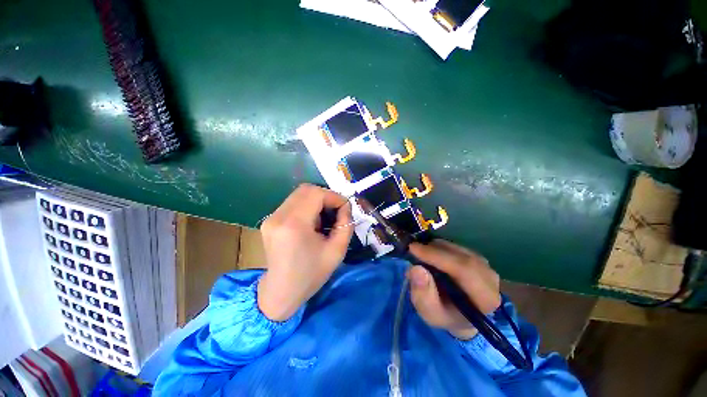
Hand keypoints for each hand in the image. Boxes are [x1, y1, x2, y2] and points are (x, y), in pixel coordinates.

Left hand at [258, 184, 352, 321]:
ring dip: (316, 201)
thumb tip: (346, 206)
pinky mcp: (270, 220)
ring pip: (299, 194)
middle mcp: (278, 216)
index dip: (334, 197)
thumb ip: (345, 224)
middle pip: (306, 189)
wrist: (281, 292)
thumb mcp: (337, 251)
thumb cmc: (311, 274)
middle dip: (326, 196)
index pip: (316, 194)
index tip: (344, 209)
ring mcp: (271, 217)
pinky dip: (307, 206)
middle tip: (336, 211)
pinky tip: (312, 223)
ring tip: (324, 219)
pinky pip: (292, 203)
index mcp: (294, 224)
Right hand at [407, 240, 500, 339]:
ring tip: (419, 254)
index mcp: (485, 298)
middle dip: (433, 250)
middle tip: (412, 249)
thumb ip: (423, 294)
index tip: (413, 248)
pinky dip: (439, 247)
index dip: (436, 256)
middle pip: (460, 255)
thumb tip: (416, 269)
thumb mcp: (430, 312)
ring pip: (456, 248)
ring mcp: (485, 265)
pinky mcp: (476, 257)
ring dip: (435, 248)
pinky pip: (455, 246)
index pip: (463, 269)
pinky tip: (429, 254)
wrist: (460, 314)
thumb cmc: (445, 315)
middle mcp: (490, 278)